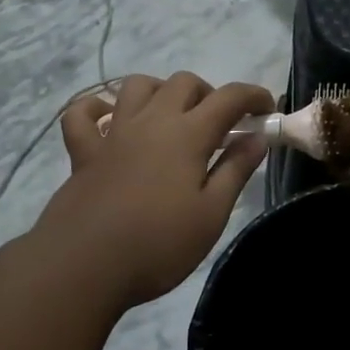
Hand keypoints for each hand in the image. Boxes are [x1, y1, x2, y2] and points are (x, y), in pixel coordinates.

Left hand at [36, 72, 274, 311]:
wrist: (83, 267)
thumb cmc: (158, 244)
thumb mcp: (212, 214)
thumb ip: (236, 170)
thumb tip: (257, 137)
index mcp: (188, 134)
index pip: (229, 97)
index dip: (254, 96)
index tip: (268, 111)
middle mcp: (151, 121)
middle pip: (184, 82)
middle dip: (210, 94)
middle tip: (220, 127)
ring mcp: (113, 134)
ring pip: (137, 86)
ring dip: (161, 91)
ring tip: (172, 118)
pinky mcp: (83, 153)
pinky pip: (82, 114)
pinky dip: (96, 109)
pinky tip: (110, 120)